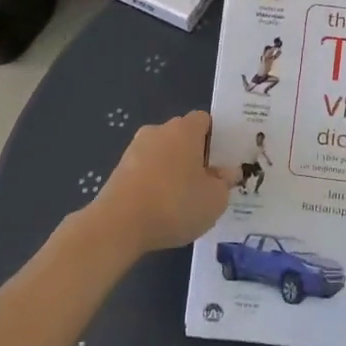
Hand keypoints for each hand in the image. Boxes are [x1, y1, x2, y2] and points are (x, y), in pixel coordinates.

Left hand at [91, 110, 235, 255]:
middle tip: (205, 183)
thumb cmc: (175, 204)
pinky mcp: (118, 171)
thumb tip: (228, 172)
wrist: (118, 225)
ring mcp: (134, 149)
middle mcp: (158, 131)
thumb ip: (225, 182)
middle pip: (182, 136)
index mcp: (184, 129)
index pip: (204, 120)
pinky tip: (159, 209)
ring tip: (181, 201)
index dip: (215, 138)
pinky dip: (153, 184)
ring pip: (161, 154)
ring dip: (172, 170)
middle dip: (193, 155)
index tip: (221, 162)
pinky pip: (145, 171)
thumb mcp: (215, 199)